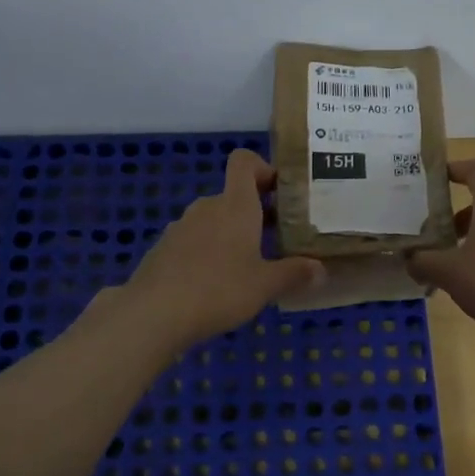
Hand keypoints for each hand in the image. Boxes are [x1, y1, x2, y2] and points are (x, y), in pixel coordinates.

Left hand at [112, 149, 324, 351]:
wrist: (154, 313)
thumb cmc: (219, 290)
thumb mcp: (264, 286)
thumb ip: (294, 273)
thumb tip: (320, 269)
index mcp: (235, 205)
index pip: (244, 162)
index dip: (263, 168)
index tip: (281, 193)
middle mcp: (207, 207)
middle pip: (233, 195)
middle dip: (255, 212)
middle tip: (277, 239)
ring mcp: (180, 227)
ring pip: (213, 220)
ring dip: (231, 234)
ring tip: (247, 266)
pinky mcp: (163, 249)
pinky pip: (193, 240)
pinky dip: (207, 252)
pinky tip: (214, 284)